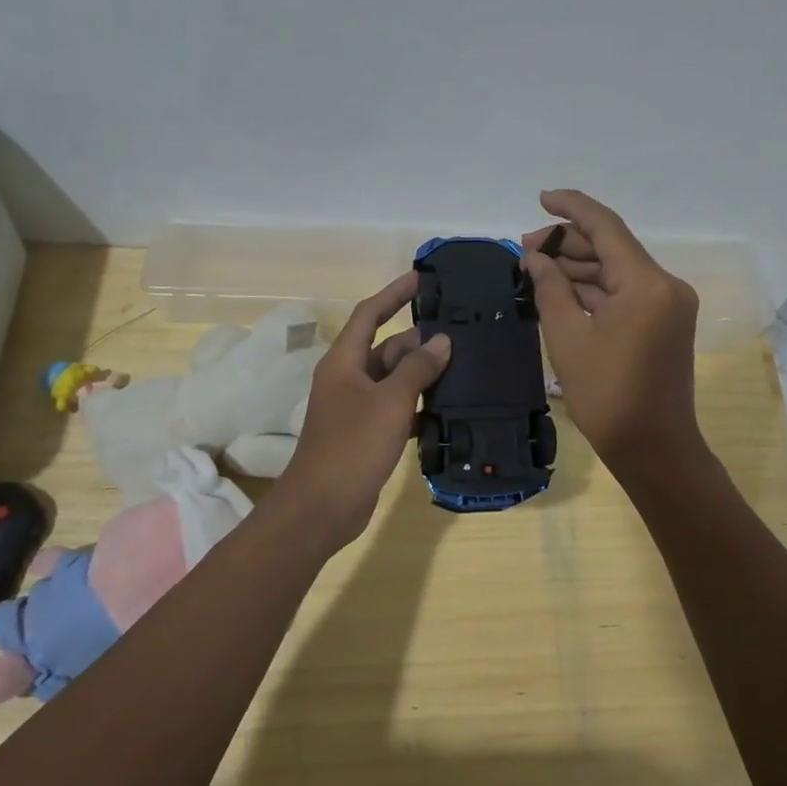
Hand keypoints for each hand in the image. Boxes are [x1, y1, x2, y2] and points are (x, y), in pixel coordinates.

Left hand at [273, 273, 451, 548]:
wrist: (323, 506)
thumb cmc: (353, 446)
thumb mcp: (390, 402)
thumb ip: (417, 368)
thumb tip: (441, 340)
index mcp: (344, 362)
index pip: (369, 314)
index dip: (394, 294)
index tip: (422, 279)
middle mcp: (348, 378)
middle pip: (387, 347)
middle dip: (419, 341)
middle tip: (462, 335)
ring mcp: (356, 408)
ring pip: (394, 379)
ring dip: (422, 374)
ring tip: (464, 368)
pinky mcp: (366, 434)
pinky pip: (396, 407)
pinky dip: (418, 404)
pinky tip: (447, 408)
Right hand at [522, 189, 704, 478]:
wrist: (653, 447)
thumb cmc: (607, 395)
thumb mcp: (568, 338)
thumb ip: (550, 288)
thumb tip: (535, 257)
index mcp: (647, 284)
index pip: (607, 227)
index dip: (572, 208)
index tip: (541, 198)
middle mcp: (665, 285)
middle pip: (613, 248)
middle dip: (569, 243)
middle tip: (525, 249)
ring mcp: (668, 305)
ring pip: (617, 272)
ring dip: (579, 267)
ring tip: (536, 268)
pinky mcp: (664, 323)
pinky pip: (625, 294)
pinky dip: (594, 290)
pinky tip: (561, 289)